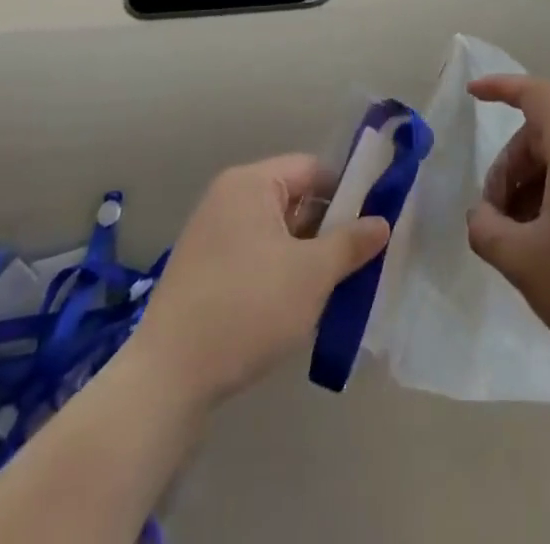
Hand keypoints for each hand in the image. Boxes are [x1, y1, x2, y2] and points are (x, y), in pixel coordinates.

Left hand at [131, 155, 388, 407]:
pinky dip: (278, 272)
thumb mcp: (312, 274)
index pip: (312, 169)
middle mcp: (227, 198)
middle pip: (294, 199)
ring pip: (275, 232)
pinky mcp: (202, 271)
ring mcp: (210, 235)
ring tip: (333, 287)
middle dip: (327, 228)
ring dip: (305, 255)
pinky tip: (295, 306)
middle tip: (357, 260)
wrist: (167, 380)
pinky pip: (254, 256)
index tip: (372, 225)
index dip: (347, 192)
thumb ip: (351, 243)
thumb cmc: (247, 308)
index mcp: (251, 183)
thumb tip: (382, 222)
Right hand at [467, 75, 549, 404]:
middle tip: (494, 218)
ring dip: (530, 188)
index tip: (472, 95)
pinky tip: (548, 245)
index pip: (535, 94)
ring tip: (519, 239)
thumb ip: (486, 229)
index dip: (501, 87)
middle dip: (509, 168)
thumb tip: (481, 215)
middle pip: (542, 134)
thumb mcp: (524, 262)